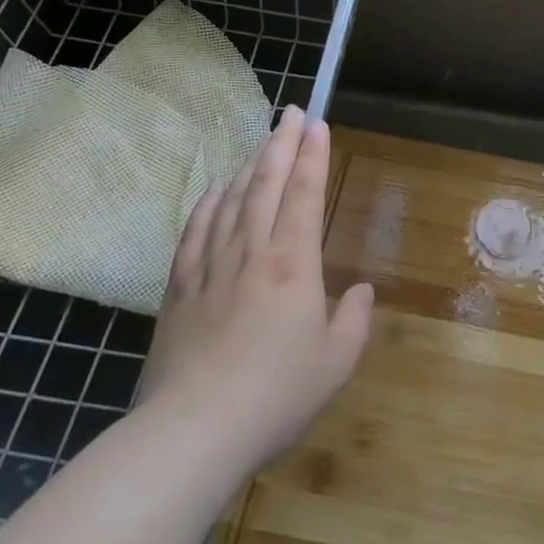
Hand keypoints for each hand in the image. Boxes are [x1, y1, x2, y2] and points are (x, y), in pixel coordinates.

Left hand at [135, 107, 373, 469]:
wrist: (192, 432)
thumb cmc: (274, 396)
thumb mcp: (335, 364)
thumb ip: (355, 321)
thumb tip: (363, 291)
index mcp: (293, 263)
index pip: (303, 194)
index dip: (312, 155)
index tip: (316, 124)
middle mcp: (252, 251)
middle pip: (265, 183)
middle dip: (281, 143)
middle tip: (291, 112)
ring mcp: (211, 265)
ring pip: (231, 199)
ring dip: (249, 165)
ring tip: (261, 143)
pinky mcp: (179, 286)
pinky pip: (195, 229)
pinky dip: (208, 202)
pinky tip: (215, 189)